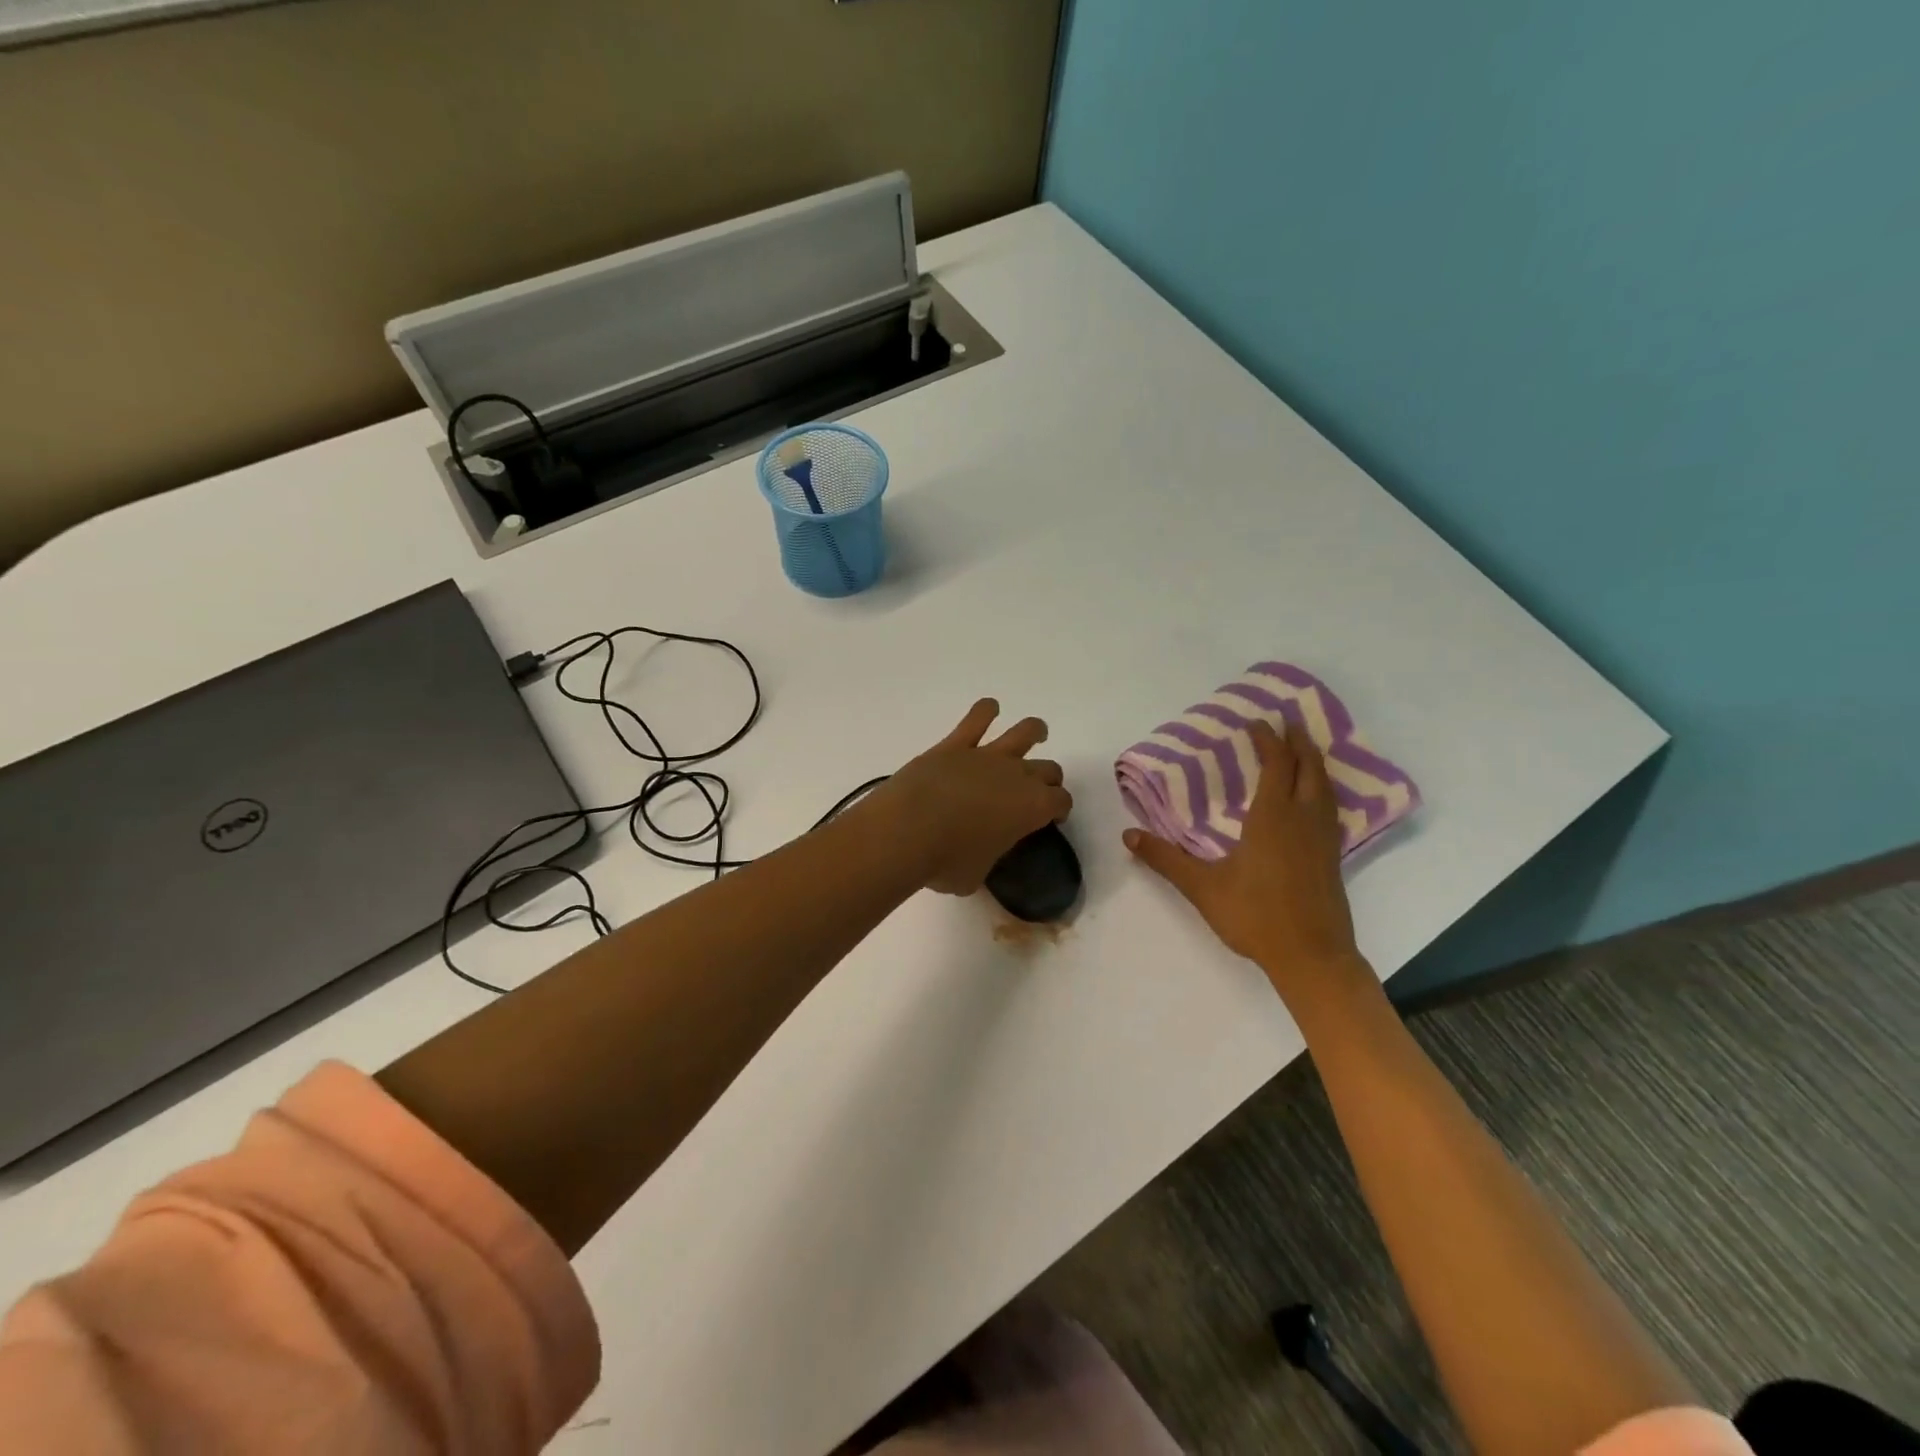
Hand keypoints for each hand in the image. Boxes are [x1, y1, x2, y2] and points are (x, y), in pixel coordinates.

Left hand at [875, 699, 1072, 895]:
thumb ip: (987, 858)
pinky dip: (985, 711)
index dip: (1059, 809)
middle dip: (1048, 779)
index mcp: (1032, 809)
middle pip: (1048, 769)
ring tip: (1036, 733)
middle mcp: (1017, 776)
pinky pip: (977, 718)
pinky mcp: (955, 745)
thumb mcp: (976, 876)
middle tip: (1038, 789)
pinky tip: (989, 709)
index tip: (1052, 817)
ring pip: (1024, 733)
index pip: (1060, 802)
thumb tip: (977, 855)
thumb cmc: (946, 862)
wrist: (907, 830)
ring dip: (1033, 732)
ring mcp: (987, 756)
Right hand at [1124, 720, 1365, 999]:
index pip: (1276, 764)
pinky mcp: (1332, 856)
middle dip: (1299, 741)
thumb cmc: (1255, 916)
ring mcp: (1323, 838)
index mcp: (1273, 818)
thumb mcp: (1202, 887)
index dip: (1269, 740)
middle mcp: (1303, 819)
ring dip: (1314, 761)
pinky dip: (1322, 787)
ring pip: (1325, 786)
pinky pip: (1330, 806)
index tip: (1257, 722)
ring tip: (1303, 749)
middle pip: (1309, 767)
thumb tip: (1127, 835)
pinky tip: (1313, 798)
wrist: (1311, 957)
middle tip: (1288, 722)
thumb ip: (1165, 859)